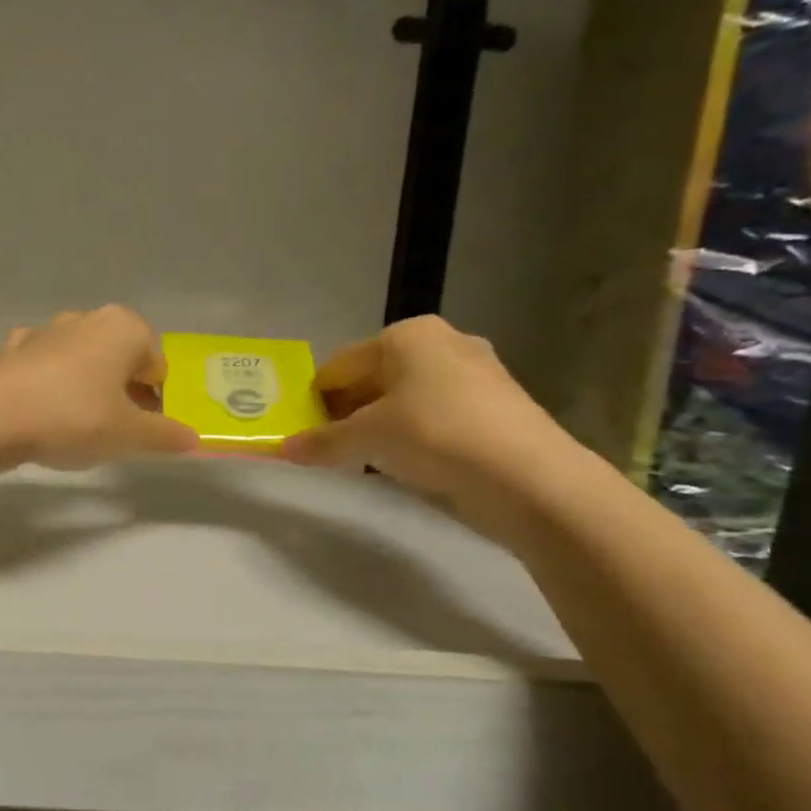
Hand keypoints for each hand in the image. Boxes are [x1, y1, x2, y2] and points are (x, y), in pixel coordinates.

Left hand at [0, 306, 198, 469]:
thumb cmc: (75, 417)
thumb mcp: (129, 435)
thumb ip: (165, 435)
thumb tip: (193, 438)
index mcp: (124, 328)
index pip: (157, 366)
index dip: (157, 400)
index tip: (144, 430)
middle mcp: (88, 319)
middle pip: (121, 359)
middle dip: (123, 391)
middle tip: (115, 431)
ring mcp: (47, 330)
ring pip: (83, 360)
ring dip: (88, 386)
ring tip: (79, 425)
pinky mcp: (14, 349)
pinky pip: (46, 366)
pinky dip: (51, 383)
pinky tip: (44, 409)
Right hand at [281, 316, 587, 541]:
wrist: (527, 476)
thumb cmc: (435, 435)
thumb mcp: (368, 438)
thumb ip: (323, 441)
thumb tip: (283, 449)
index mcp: (407, 334)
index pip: (342, 363)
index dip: (317, 397)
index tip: (303, 431)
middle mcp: (443, 342)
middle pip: (375, 376)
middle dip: (349, 410)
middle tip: (329, 446)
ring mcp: (475, 372)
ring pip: (407, 396)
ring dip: (381, 424)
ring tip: (365, 458)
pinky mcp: (495, 405)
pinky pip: (436, 413)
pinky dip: (415, 433)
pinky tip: (408, 462)